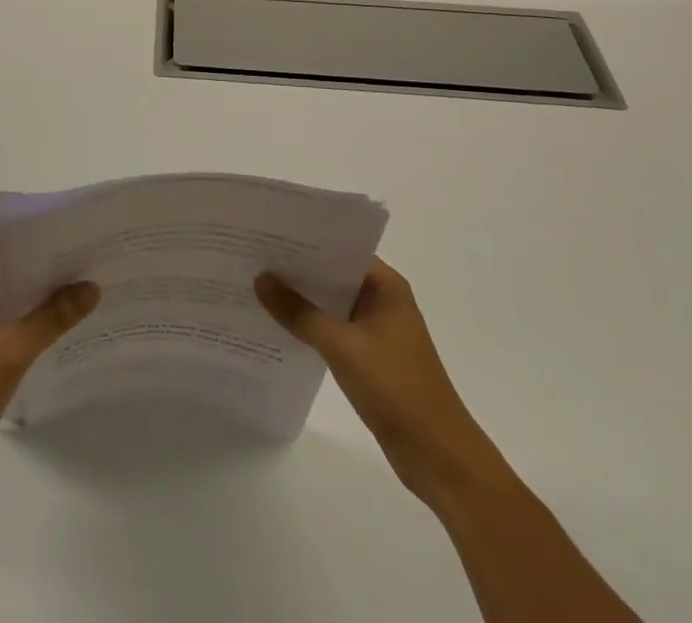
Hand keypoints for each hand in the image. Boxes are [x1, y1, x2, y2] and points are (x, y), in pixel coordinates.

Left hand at [0, 247, 98, 477]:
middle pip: (2, 270)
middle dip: (39, 267)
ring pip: (3, 296)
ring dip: (33, 295)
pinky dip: (24, 318)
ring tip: (76, 286)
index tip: (69, 236)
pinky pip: (0, 320)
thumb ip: (53, 316)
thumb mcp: (13, 349)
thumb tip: (92, 287)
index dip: (33, 239)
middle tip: (81, 259)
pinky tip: (55, 322)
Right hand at [256, 259, 505, 500]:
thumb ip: (299, 312)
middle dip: (297, 269)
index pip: (340, 248)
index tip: (267, 233)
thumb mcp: (342, 347)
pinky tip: (278, 326)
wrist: (439, 457)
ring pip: (331, 303)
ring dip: (301, 300)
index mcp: (385, 286)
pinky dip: (310, 326)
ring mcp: (377, 330)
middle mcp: (382, 300)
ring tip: (256, 286)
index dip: (305, 241)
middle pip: (333, 274)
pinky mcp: (370, 357)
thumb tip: (260, 278)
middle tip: (252, 257)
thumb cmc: (396, 389)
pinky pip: (333, 329)